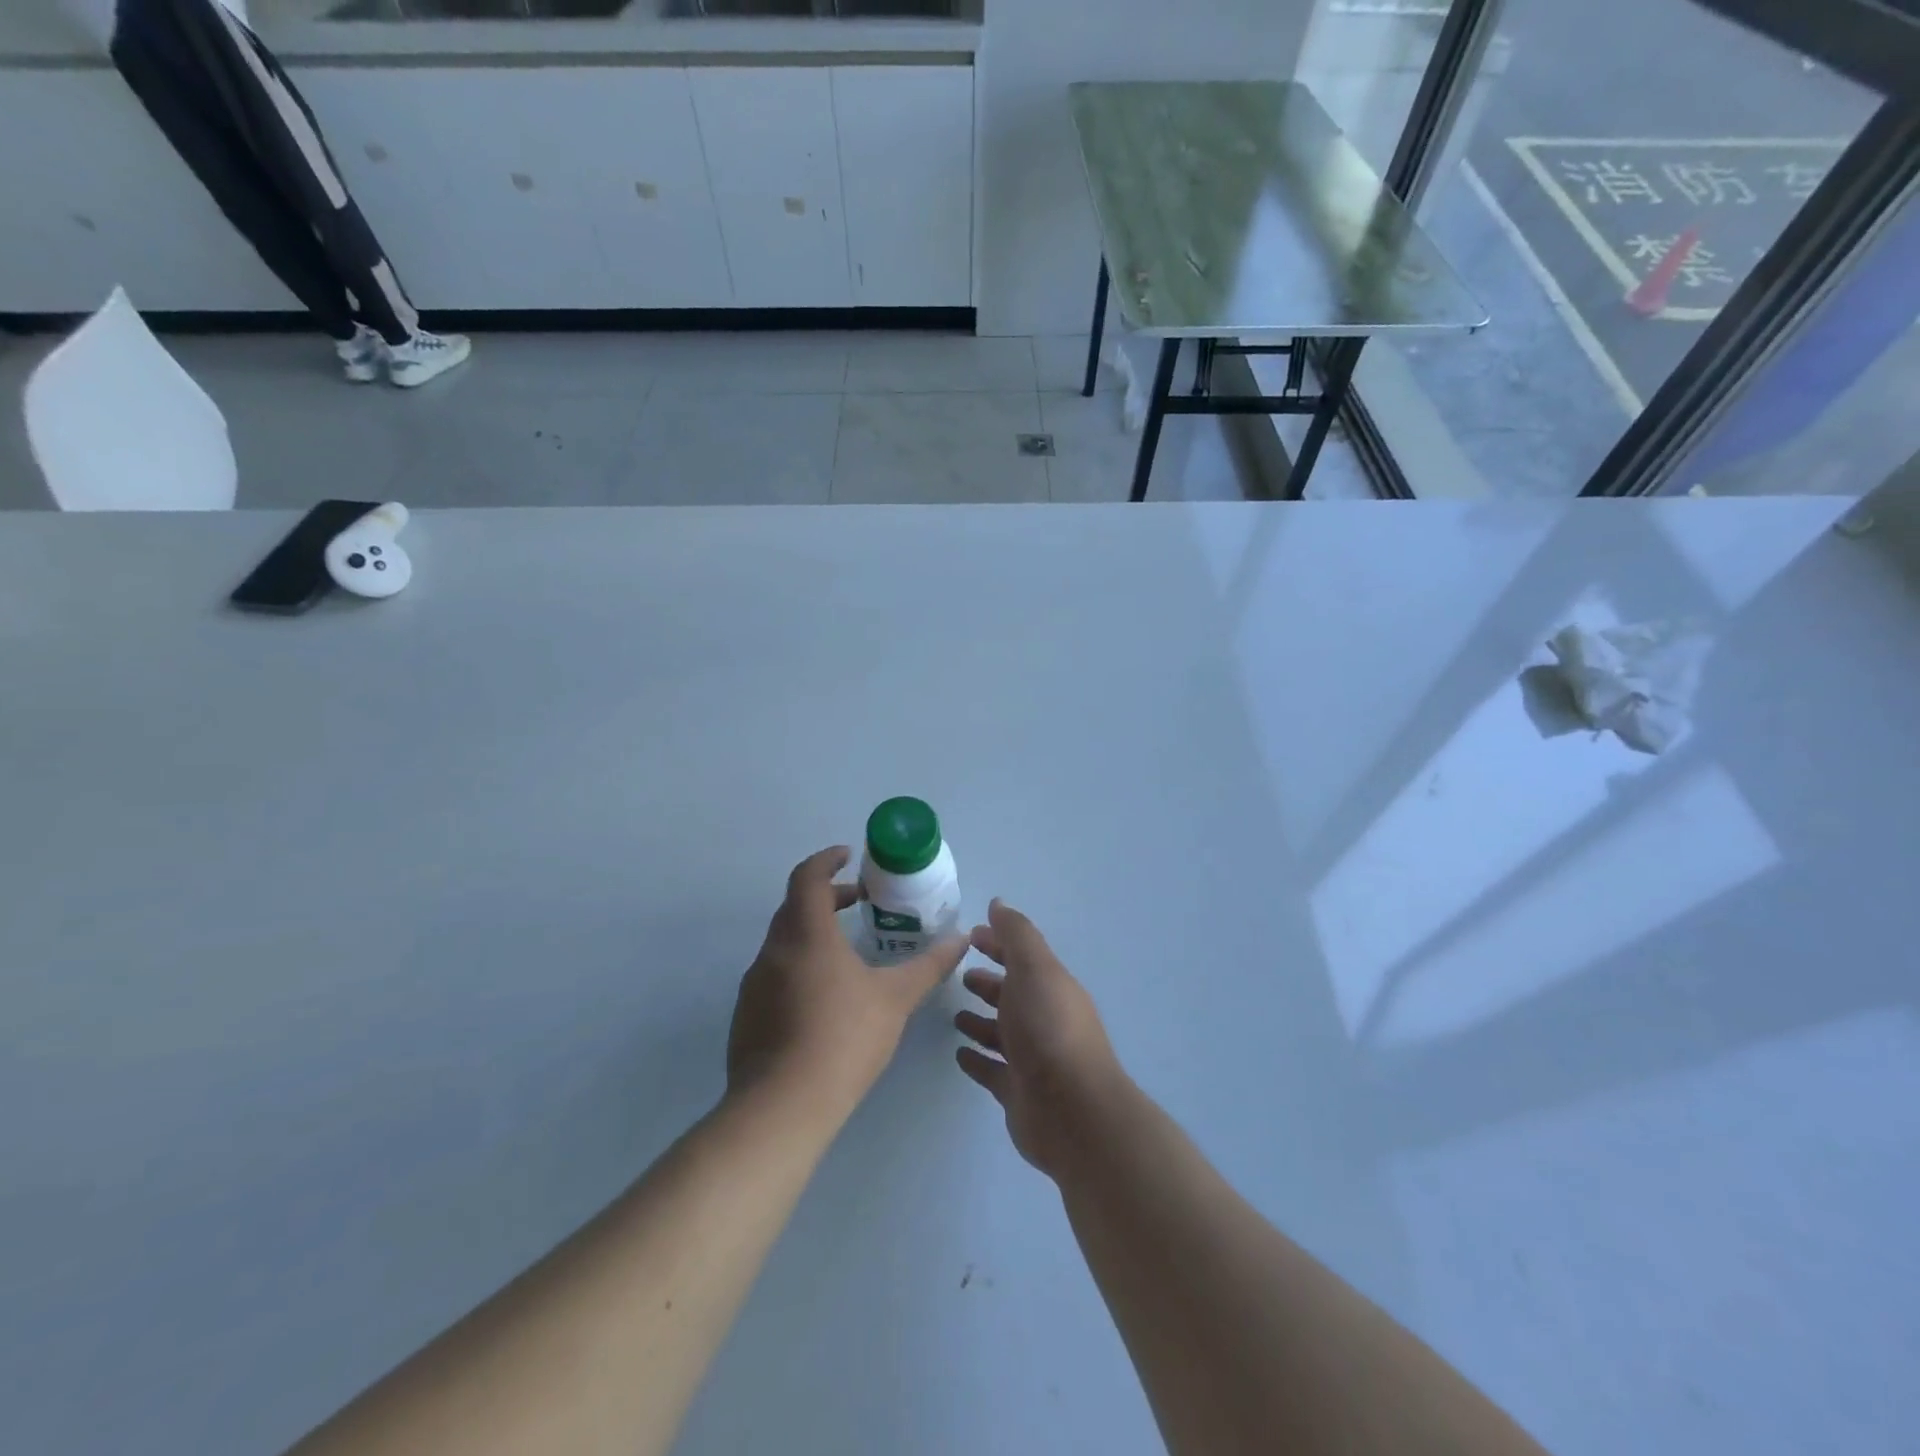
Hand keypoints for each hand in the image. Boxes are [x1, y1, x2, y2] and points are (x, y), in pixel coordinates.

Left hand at [728, 847, 966, 1120]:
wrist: (782, 1107)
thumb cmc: (843, 1038)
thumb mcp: (895, 999)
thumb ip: (929, 966)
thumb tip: (960, 940)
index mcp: (806, 934)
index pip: (807, 877)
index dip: (826, 860)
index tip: (847, 857)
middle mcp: (773, 950)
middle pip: (795, 906)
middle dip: (826, 897)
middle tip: (859, 902)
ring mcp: (754, 983)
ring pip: (783, 942)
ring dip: (812, 933)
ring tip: (846, 952)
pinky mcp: (746, 1015)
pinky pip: (774, 974)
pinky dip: (798, 966)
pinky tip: (822, 999)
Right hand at [953, 900, 1128, 1176]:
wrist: (1072, 1111)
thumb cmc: (1049, 1029)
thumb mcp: (1034, 969)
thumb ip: (1016, 935)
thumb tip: (998, 903)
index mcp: (1050, 987)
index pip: (1022, 957)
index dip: (998, 943)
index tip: (970, 936)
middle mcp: (1044, 1019)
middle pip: (1012, 994)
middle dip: (989, 982)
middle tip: (960, 974)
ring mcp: (1032, 1058)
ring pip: (1002, 1033)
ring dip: (981, 1020)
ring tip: (954, 1014)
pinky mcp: (1018, 1092)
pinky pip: (992, 1070)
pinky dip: (977, 1059)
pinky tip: (958, 1054)